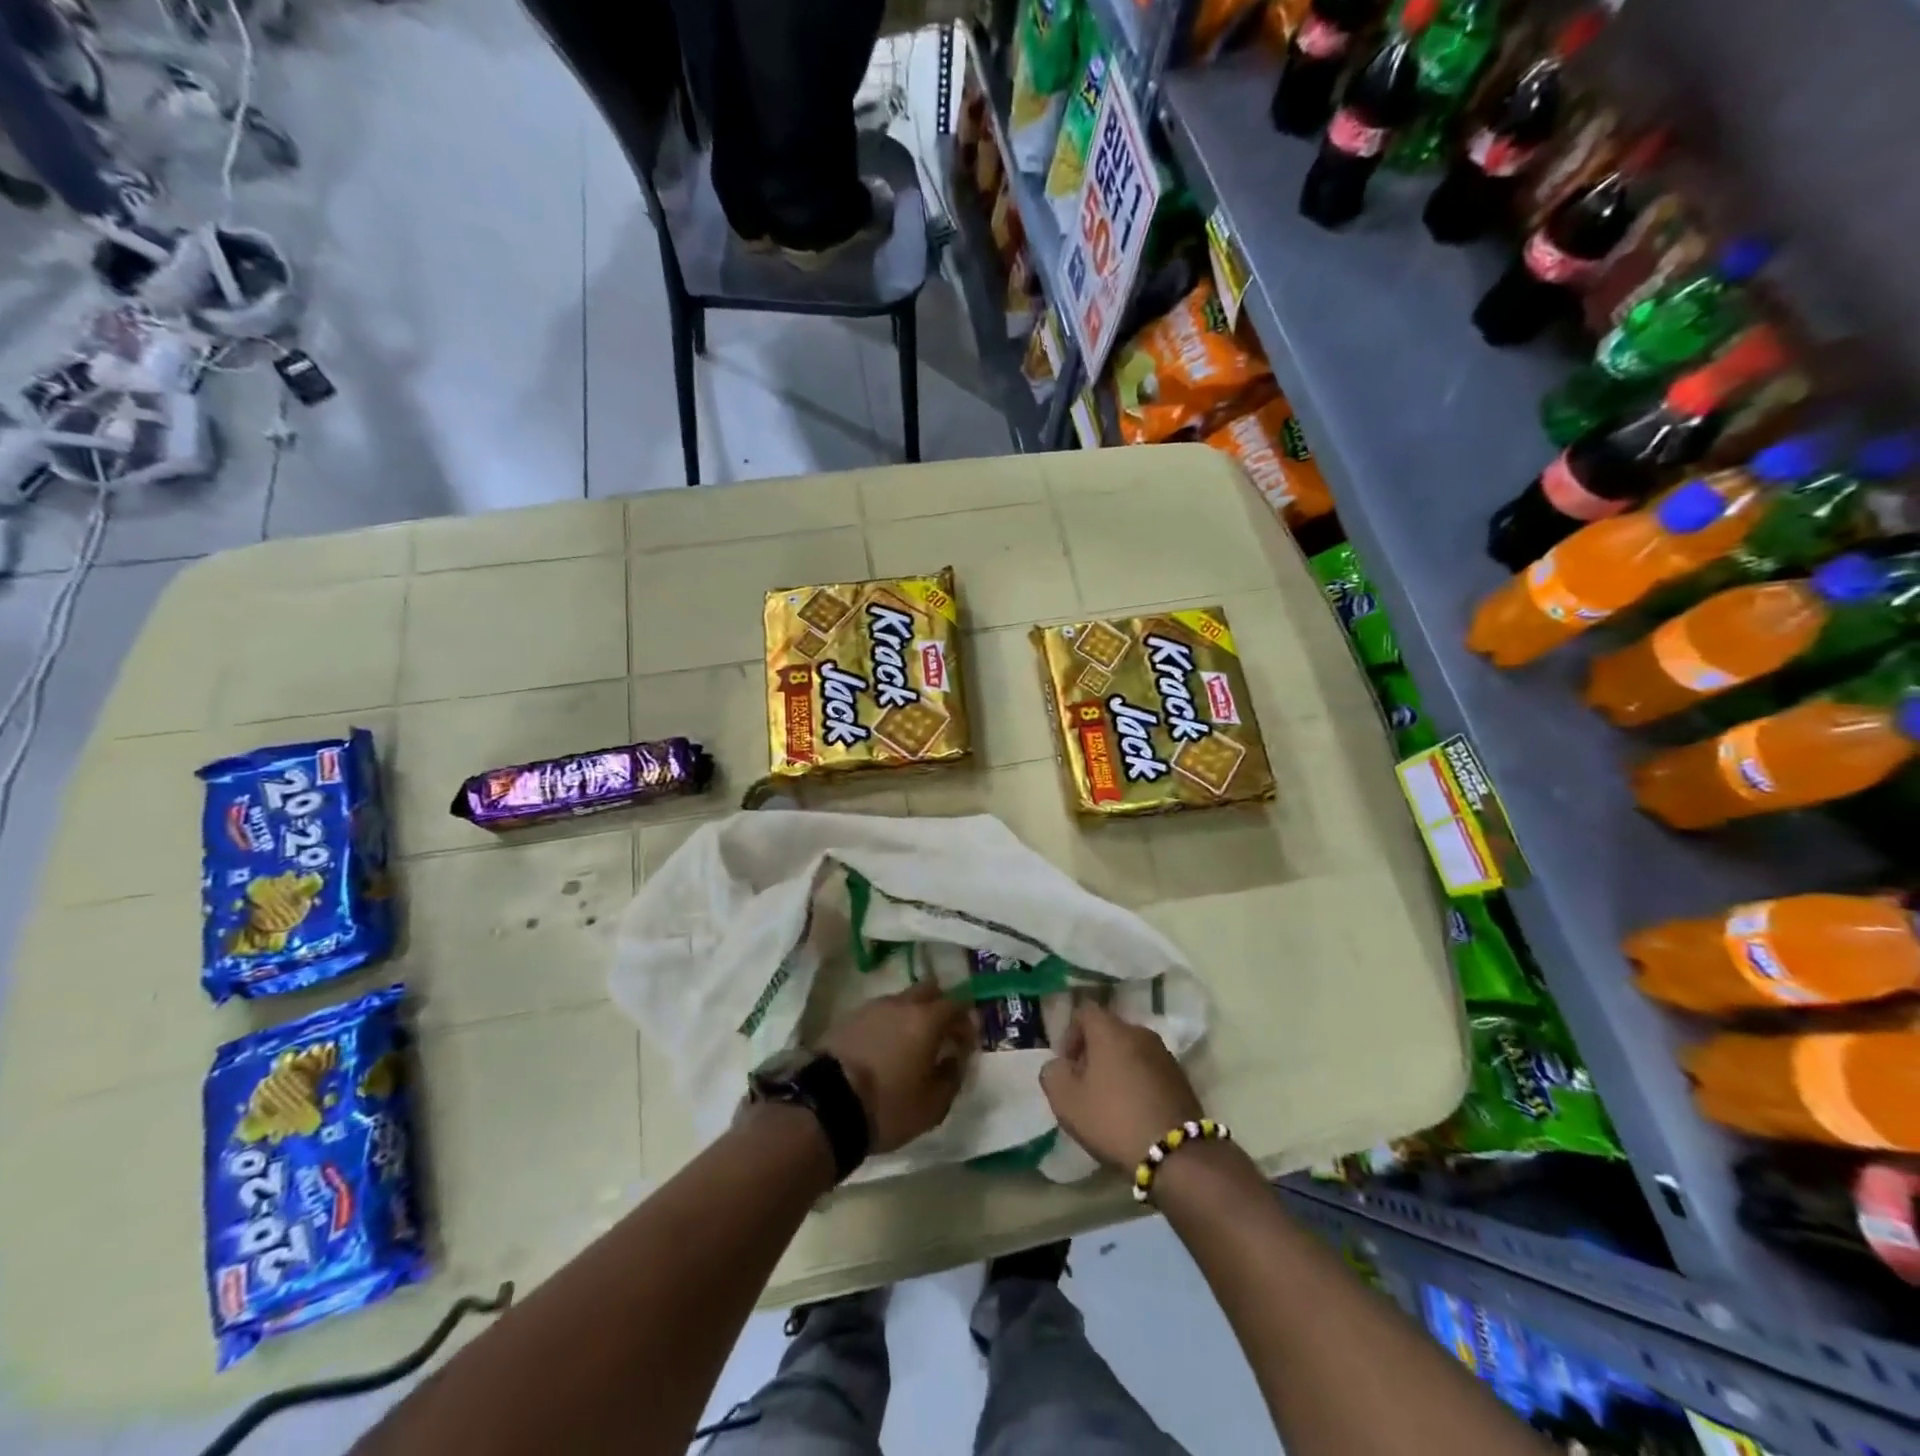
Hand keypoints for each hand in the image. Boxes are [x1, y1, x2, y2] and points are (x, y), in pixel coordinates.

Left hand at [818, 980, 975, 1154]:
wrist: (825, 1104)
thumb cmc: (888, 1106)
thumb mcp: (932, 1106)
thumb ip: (952, 1077)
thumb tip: (956, 1058)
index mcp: (926, 1019)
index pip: (957, 1004)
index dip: (966, 1020)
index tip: (967, 1041)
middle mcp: (900, 1004)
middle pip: (928, 989)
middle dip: (940, 1006)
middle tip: (941, 1034)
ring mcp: (871, 1007)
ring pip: (901, 1000)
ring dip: (911, 1015)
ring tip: (909, 1045)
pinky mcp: (848, 1018)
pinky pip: (878, 1013)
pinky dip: (888, 1024)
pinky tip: (884, 1049)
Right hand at [1040, 1003, 1202, 1171]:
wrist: (1176, 1153)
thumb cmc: (1113, 1119)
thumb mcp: (1066, 1101)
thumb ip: (1052, 1074)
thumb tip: (1060, 1065)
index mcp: (1111, 1030)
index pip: (1084, 1011)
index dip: (1070, 1034)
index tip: (1067, 1064)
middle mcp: (1140, 1032)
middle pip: (1109, 1031)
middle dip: (1093, 1053)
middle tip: (1084, 1085)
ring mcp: (1164, 1054)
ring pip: (1130, 1050)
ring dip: (1116, 1067)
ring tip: (1109, 1101)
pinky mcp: (1181, 1078)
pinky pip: (1149, 1069)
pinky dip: (1137, 1081)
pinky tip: (1133, 1111)